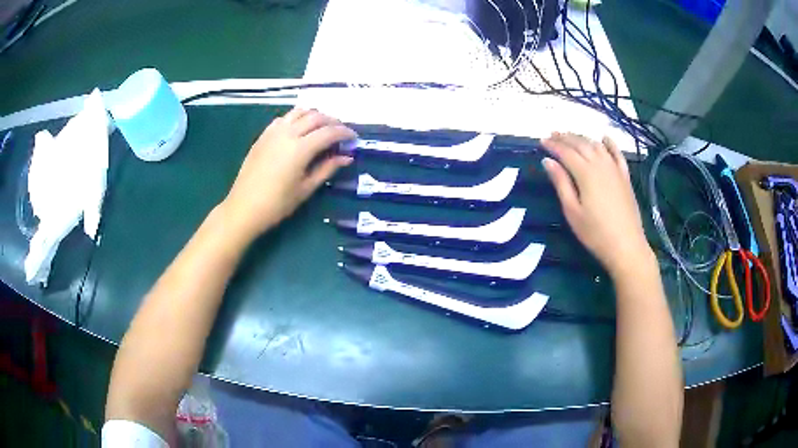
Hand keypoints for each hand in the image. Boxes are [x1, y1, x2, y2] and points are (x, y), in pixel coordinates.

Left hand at [222, 108, 355, 239]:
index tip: (354, 138)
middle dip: (332, 121)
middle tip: (341, 132)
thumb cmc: (277, 204)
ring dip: (314, 115)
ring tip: (322, 127)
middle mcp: (287, 133)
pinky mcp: (263, 135)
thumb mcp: (306, 188)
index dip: (344, 133)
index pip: (329, 132)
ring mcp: (273, 132)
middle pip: (316, 117)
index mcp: (300, 148)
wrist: (244, 207)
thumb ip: (327, 169)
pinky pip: (284, 118)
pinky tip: (299, 129)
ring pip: (299, 112)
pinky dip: (297, 118)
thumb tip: (347, 157)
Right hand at [541, 133, 652, 276]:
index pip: (566, 152)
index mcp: (585, 173)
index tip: (541, 141)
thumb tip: (548, 161)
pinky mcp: (625, 177)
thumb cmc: (595, 233)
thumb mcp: (572, 211)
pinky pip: (617, 154)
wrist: (626, 246)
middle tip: (553, 135)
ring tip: (572, 137)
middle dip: (566, 138)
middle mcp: (600, 164)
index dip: (553, 145)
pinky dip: (610, 143)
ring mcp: (615, 169)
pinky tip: (604, 138)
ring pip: (597, 145)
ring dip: (583, 138)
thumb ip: (561, 183)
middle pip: (581, 144)